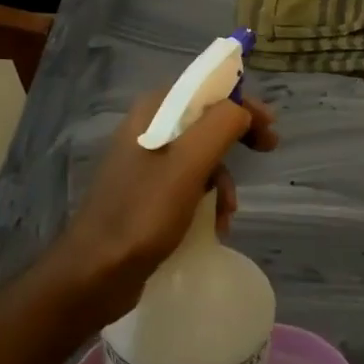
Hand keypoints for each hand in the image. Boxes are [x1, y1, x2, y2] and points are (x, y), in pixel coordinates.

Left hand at [54, 90, 278, 324]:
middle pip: (204, 119)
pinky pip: (186, 181)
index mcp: (153, 110)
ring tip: (229, 210)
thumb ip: (220, 126)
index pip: (205, 89)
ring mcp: (144, 160)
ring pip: (199, 153)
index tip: (269, 125)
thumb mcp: (188, 165)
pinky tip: (215, 224)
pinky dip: (206, 197)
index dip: (241, 101)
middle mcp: (147, 127)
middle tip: (267, 150)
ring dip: (221, 178)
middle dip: (236, 136)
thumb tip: (242, 109)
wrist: (94, 273)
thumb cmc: (143, 213)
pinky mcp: (145, 191)